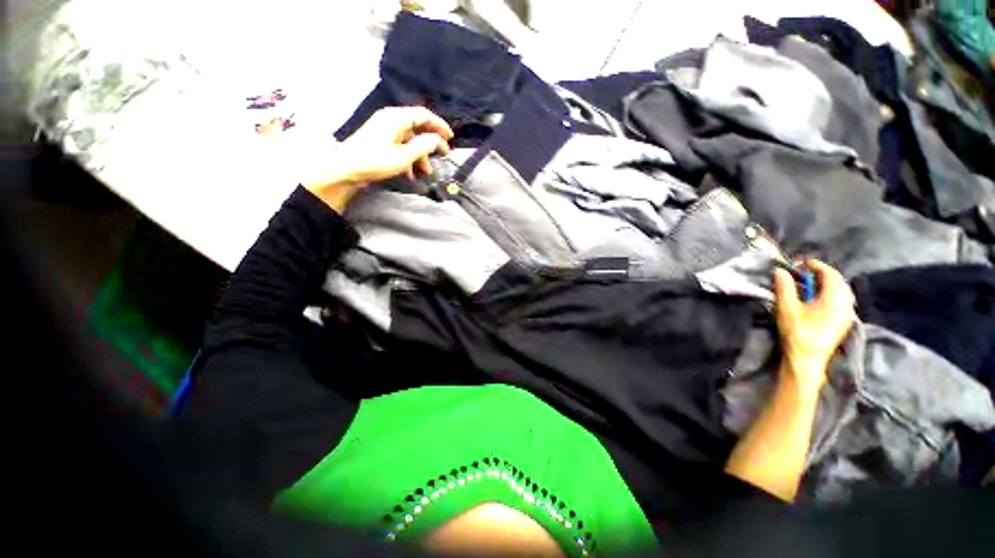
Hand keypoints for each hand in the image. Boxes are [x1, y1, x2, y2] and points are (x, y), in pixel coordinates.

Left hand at [303, 106, 452, 210]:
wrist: (346, 169)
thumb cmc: (376, 161)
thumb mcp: (404, 156)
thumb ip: (423, 146)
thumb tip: (437, 139)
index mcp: (397, 118)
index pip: (424, 115)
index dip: (439, 125)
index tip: (450, 138)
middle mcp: (391, 119)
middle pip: (418, 128)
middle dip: (431, 144)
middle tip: (443, 155)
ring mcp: (384, 129)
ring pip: (410, 140)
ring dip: (420, 155)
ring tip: (426, 172)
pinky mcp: (380, 140)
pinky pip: (400, 145)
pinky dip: (408, 158)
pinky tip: (411, 173)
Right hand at [774, 260, 855, 391]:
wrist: (807, 359)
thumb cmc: (797, 332)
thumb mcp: (787, 308)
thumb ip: (784, 287)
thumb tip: (780, 270)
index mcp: (834, 299)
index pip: (830, 274)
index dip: (815, 265)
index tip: (799, 263)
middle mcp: (846, 304)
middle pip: (839, 281)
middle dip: (822, 273)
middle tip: (804, 271)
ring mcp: (847, 314)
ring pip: (842, 291)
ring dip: (828, 283)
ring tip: (810, 282)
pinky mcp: (844, 322)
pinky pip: (843, 300)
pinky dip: (832, 292)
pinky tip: (819, 297)